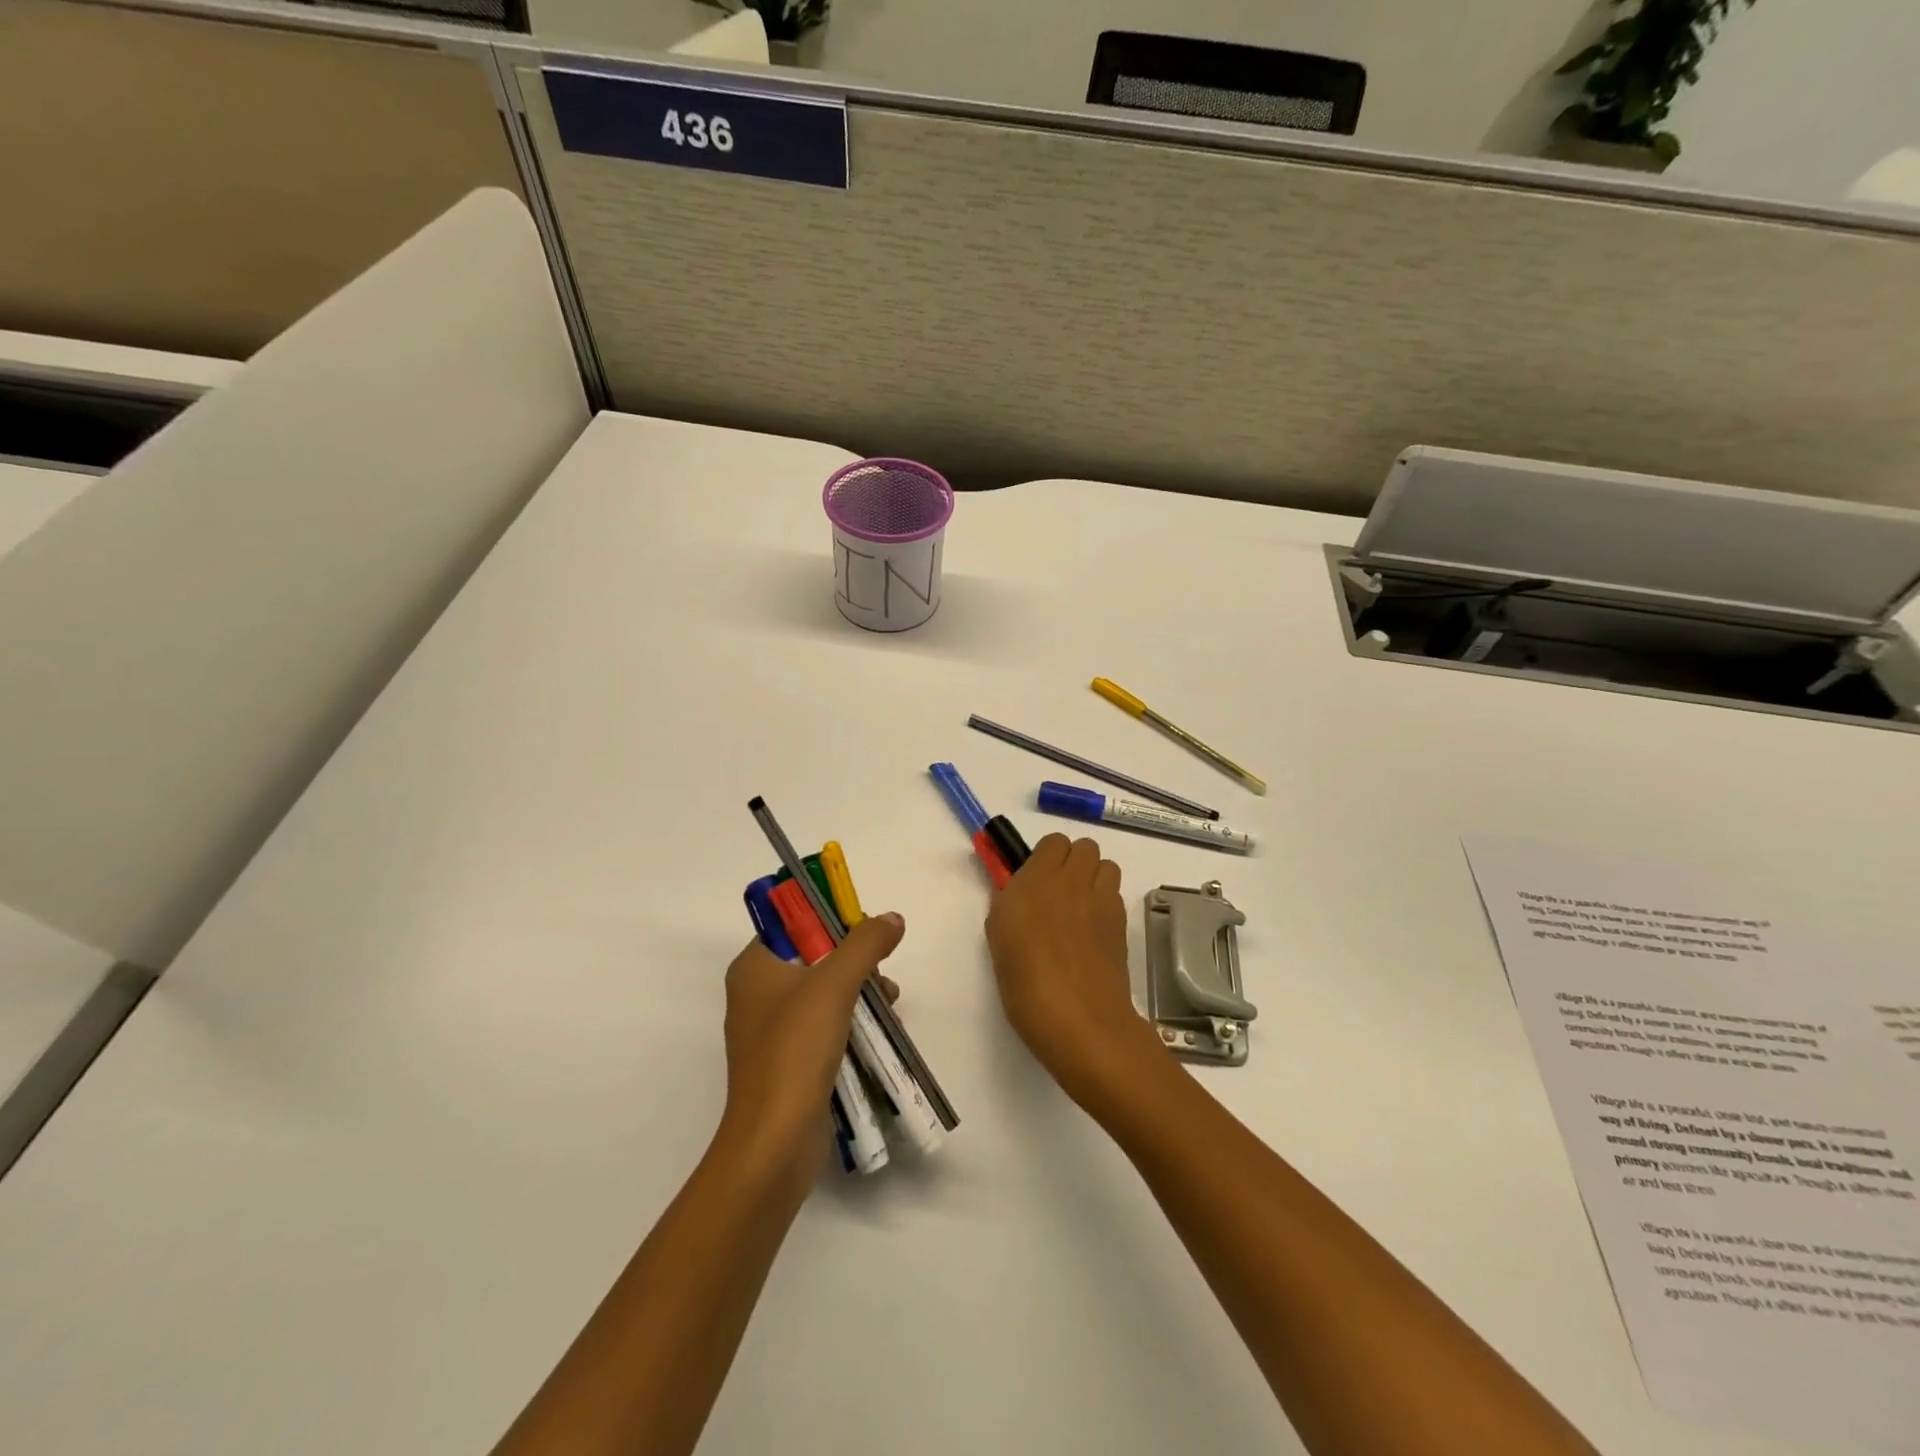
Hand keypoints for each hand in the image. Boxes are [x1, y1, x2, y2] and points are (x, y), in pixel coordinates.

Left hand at [716, 913, 903, 1193]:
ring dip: (860, 990)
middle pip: (814, 956)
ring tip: (891, 1003)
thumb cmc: (795, 1050)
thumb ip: (865, 944)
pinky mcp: (789, 1060)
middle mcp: (757, 993)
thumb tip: (893, 918)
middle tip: (882, 972)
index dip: (831, 919)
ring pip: (824, 991)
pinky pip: (824, 1025)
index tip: (867, 931)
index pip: (793, 923)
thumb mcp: (834, 985)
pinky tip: (881, 1028)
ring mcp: (772, 1030)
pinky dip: (852, 1020)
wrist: (775, 1141)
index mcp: (753, 967)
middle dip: (855, 960)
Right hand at [984, 834, 1165, 1108]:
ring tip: (1079, 907)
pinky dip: (1105, 902)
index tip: (1034, 880)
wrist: (1079, 1019)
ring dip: (1093, 877)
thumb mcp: (999, 938)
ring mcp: (1102, 900)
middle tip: (1056, 893)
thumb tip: (1017, 891)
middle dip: (1071, 862)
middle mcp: (1072, 880)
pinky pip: (1115, 894)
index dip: (1045, 857)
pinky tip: (1092, 931)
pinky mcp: (1122, 922)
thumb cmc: (1025, 982)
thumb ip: (1007, 904)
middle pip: (1084, 847)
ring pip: (1105, 865)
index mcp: (1036, 880)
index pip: (1053, 842)